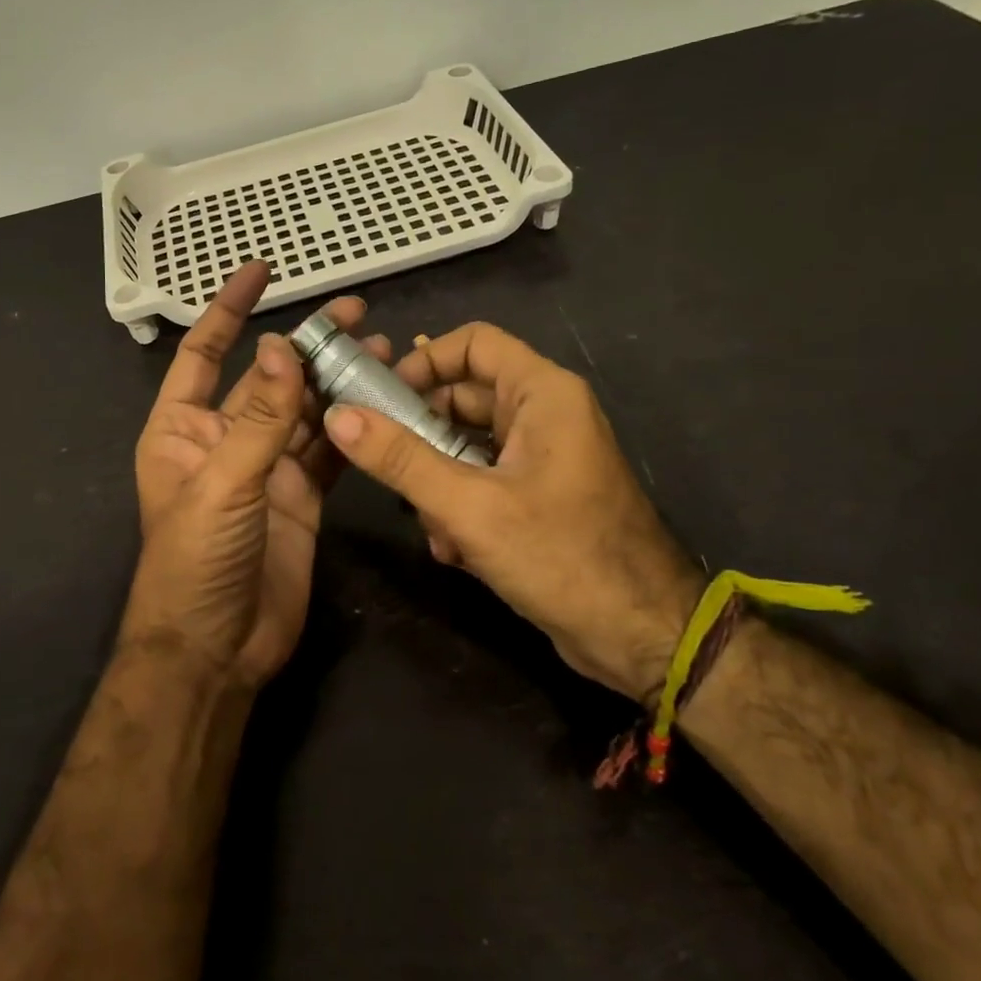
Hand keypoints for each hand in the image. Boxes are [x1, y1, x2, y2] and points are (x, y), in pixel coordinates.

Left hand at [123, 261, 386, 690]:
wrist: (216, 650)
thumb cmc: (195, 562)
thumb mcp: (222, 484)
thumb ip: (257, 417)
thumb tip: (278, 345)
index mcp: (182, 429)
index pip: (204, 353)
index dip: (228, 310)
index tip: (262, 271)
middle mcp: (224, 440)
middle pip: (268, 376)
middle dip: (305, 342)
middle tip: (355, 311)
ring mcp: (266, 468)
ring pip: (305, 410)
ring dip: (337, 380)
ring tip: (382, 347)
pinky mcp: (301, 496)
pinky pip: (328, 449)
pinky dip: (351, 425)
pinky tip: (381, 399)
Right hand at [324, 322, 702, 699]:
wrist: (641, 637)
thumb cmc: (562, 556)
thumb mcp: (469, 506)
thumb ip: (401, 459)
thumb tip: (339, 416)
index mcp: (542, 393)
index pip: (473, 343)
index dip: (423, 361)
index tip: (381, 398)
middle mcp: (545, 414)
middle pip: (464, 397)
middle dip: (423, 436)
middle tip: (389, 468)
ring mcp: (543, 457)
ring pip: (468, 446)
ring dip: (438, 482)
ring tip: (431, 525)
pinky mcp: (539, 495)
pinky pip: (483, 481)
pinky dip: (461, 507)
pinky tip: (454, 550)